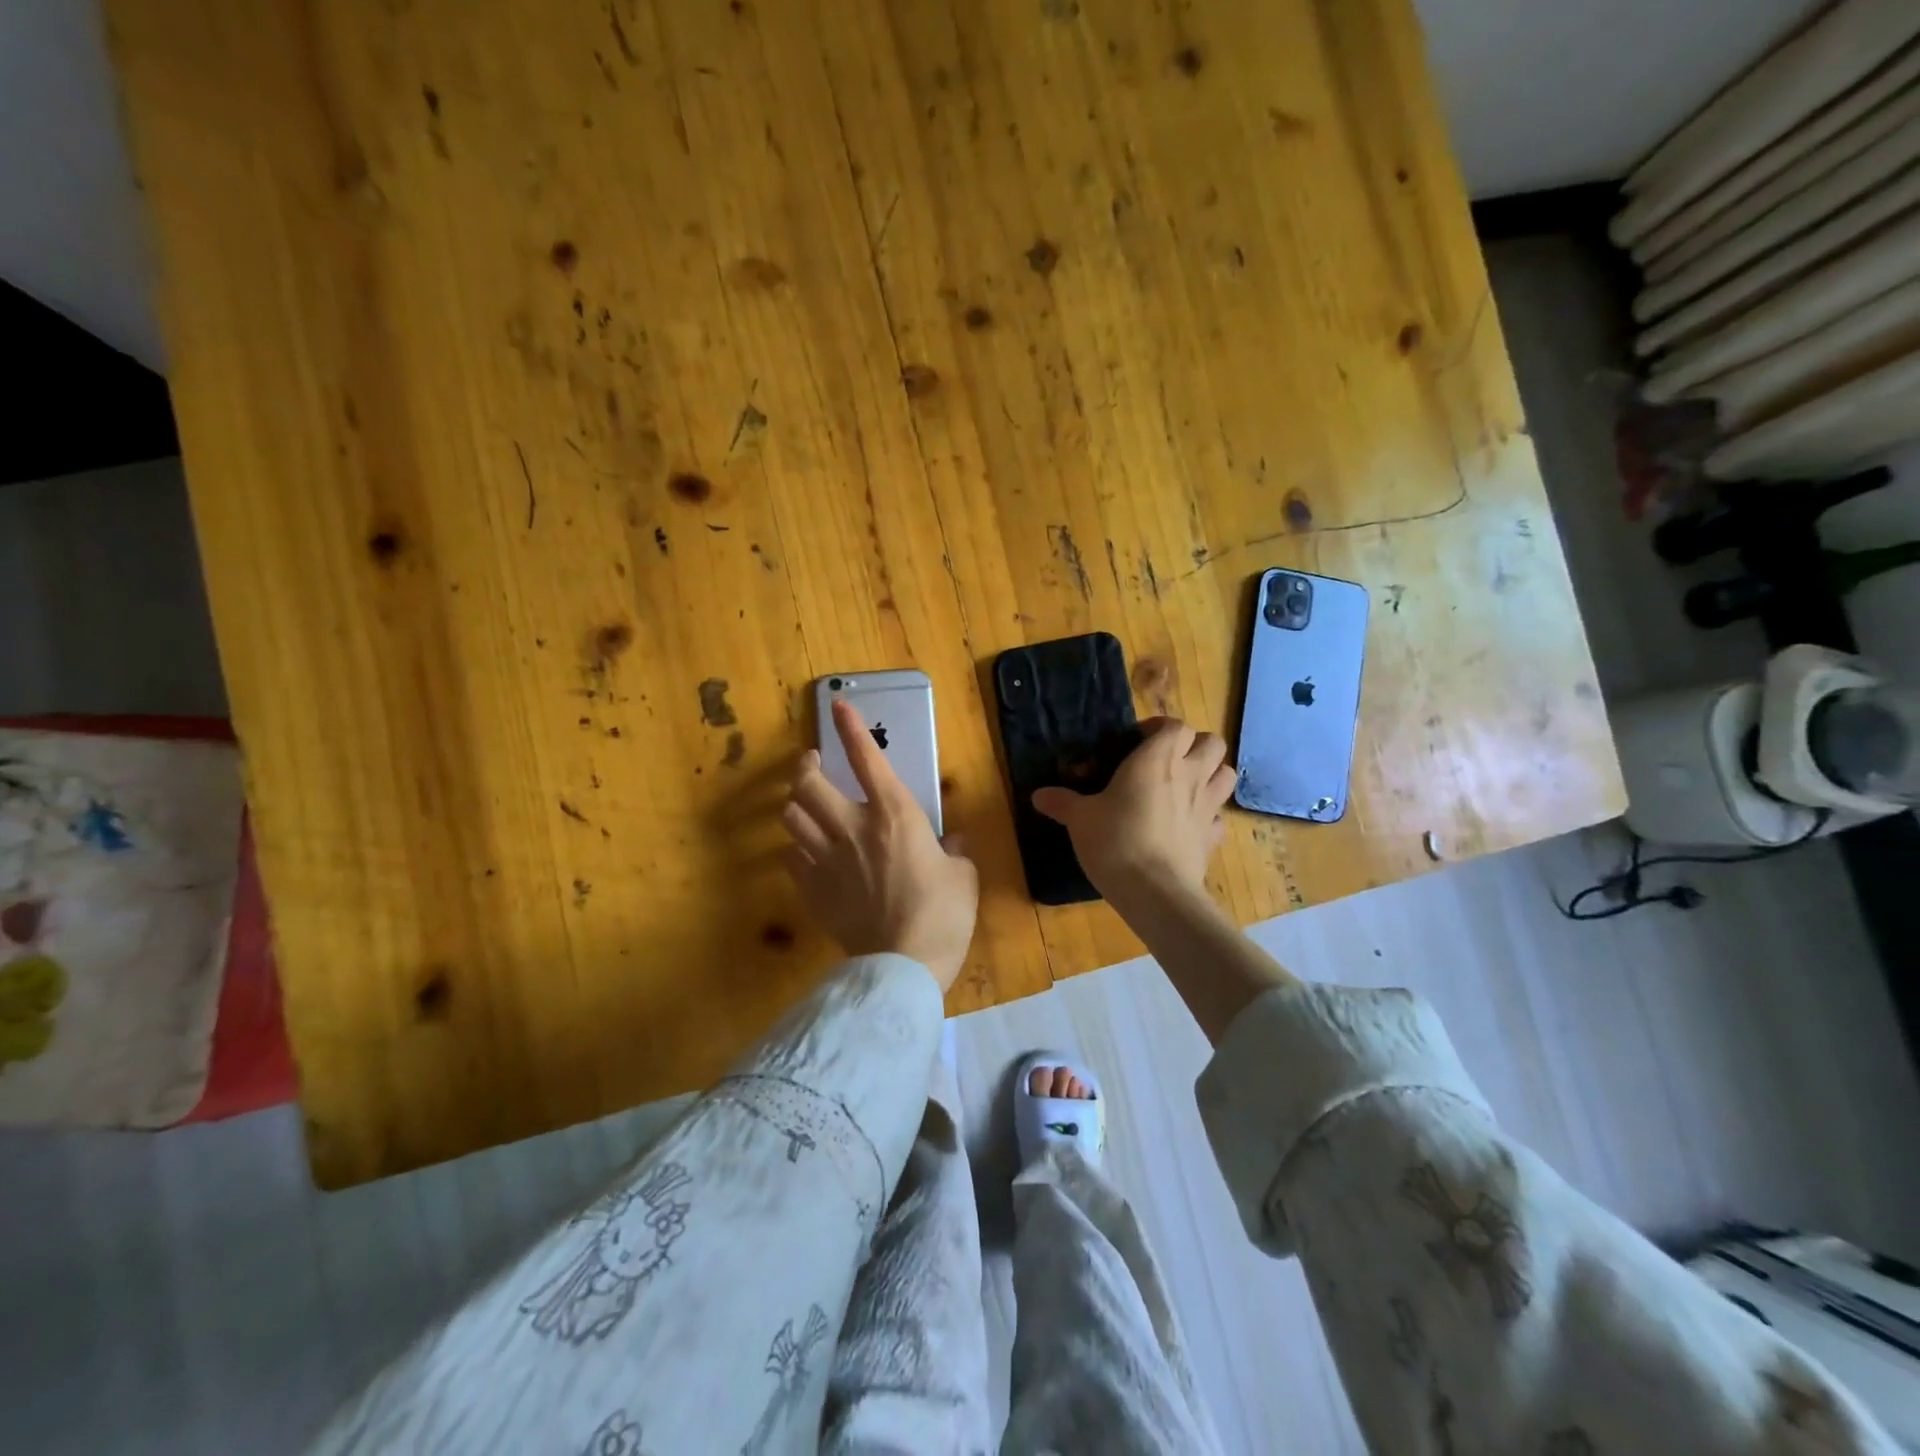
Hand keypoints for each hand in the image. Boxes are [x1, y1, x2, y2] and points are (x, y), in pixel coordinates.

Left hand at [782, 698, 979, 991]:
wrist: (903, 965)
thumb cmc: (943, 915)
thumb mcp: (963, 876)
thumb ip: (954, 852)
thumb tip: (952, 843)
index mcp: (894, 814)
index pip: (866, 758)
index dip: (850, 728)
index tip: (838, 706)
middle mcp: (853, 828)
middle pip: (807, 783)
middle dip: (804, 765)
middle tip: (812, 763)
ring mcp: (826, 860)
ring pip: (791, 816)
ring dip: (796, 803)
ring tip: (807, 803)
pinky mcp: (812, 890)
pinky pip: (792, 856)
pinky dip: (798, 846)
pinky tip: (809, 850)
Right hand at [1032, 717, 1235, 909]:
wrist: (1154, 891)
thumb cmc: (1115, 841)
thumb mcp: (1080, 819)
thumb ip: (1063, 802)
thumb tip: (1038, 795)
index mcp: (1157, 759)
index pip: (1175, 725)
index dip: (1159, 728)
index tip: (1137, 741)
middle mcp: (1189, 775)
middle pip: (1212, 742)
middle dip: (1194, 745)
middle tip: (1167, 760)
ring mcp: (1207, 807)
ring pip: (1226, 774)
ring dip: (1210, 773)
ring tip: (1185, 786)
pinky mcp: (1212, 838)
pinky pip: (1218, 817)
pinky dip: (1208, 815)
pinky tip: (1188, 825)